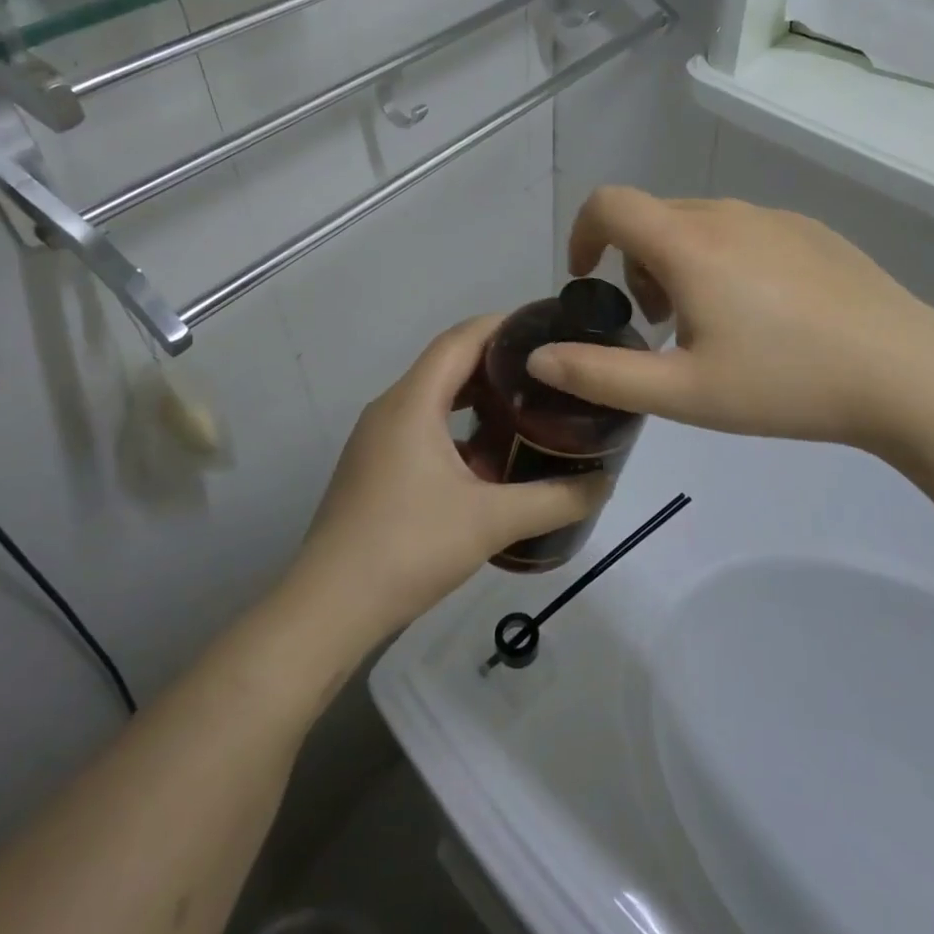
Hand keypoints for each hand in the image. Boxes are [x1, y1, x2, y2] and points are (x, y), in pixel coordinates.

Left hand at [288, 316, 610, 644]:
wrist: (329, 609)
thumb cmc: (409, 547)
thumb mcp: (491, 521)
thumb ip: (555, 500)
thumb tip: (604, 482)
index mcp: (412, 402)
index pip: (461, 338)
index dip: (504, 325)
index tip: (547, 326)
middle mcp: (390, 408)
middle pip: (448, 364)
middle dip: (498, 362)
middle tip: (548, 372)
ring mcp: (377, 439)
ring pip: (434, 399)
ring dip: (478, 399)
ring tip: (527, 409)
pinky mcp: (374, 468)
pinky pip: (422, 429)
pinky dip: (458, 430)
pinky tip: (490, 462)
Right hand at [525, 188, 933, 459]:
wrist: (904, 371)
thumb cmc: (785, 383)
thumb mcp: (682, 393)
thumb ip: (601, 375)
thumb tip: (538, 357)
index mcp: (688, 244)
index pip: (609, 204)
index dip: (583, 234)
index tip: (587, 280)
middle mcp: (726, 214)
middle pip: (652, 218)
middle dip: (634, 264)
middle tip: (660, 327)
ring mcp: (773, 216)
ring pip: (698, 224)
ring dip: (679, 263)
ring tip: (712, 326)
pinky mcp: (809, 229)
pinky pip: (743, 230)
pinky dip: (723, 259)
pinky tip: (764, 315)